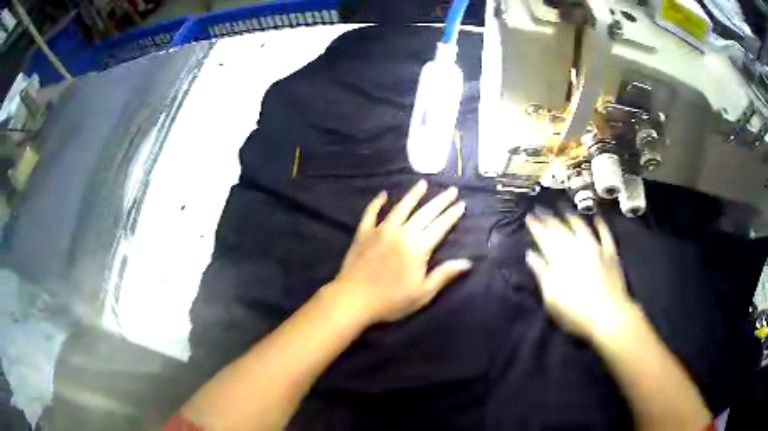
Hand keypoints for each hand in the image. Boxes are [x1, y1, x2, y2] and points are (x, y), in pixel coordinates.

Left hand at [329, 180, 472, 324]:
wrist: (352, 300)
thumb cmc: (391, 301)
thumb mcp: (423, 293)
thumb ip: (444, 275)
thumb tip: (467, 262)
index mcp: (418, 247)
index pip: (440, 226)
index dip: (452, 215)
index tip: (462, 203)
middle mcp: (401, 232)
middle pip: (424, 213)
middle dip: (440, 201)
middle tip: (452, 189)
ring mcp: (380, 230)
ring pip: (400, 207)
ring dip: (413, 194)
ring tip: (423, 183)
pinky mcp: (363, 233)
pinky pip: (371, 213)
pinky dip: (377, 202)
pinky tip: (383, 194)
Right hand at [525, 212, 636, 339]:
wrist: (608, 315)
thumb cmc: (575, 312)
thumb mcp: (552, 297)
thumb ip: (542, 273)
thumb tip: (531, 255)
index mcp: (560, 259)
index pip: (545, 238)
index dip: (536, 227)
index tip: (529, 218)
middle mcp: (577, 248)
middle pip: (561, 230)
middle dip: (550, 220)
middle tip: (542, 212)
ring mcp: (596, 249)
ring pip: (582, 227)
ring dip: (572, 218)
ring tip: (565, 212)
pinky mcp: (610, 254)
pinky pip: (605, 234)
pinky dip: (600, 225)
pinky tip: (597, 219)